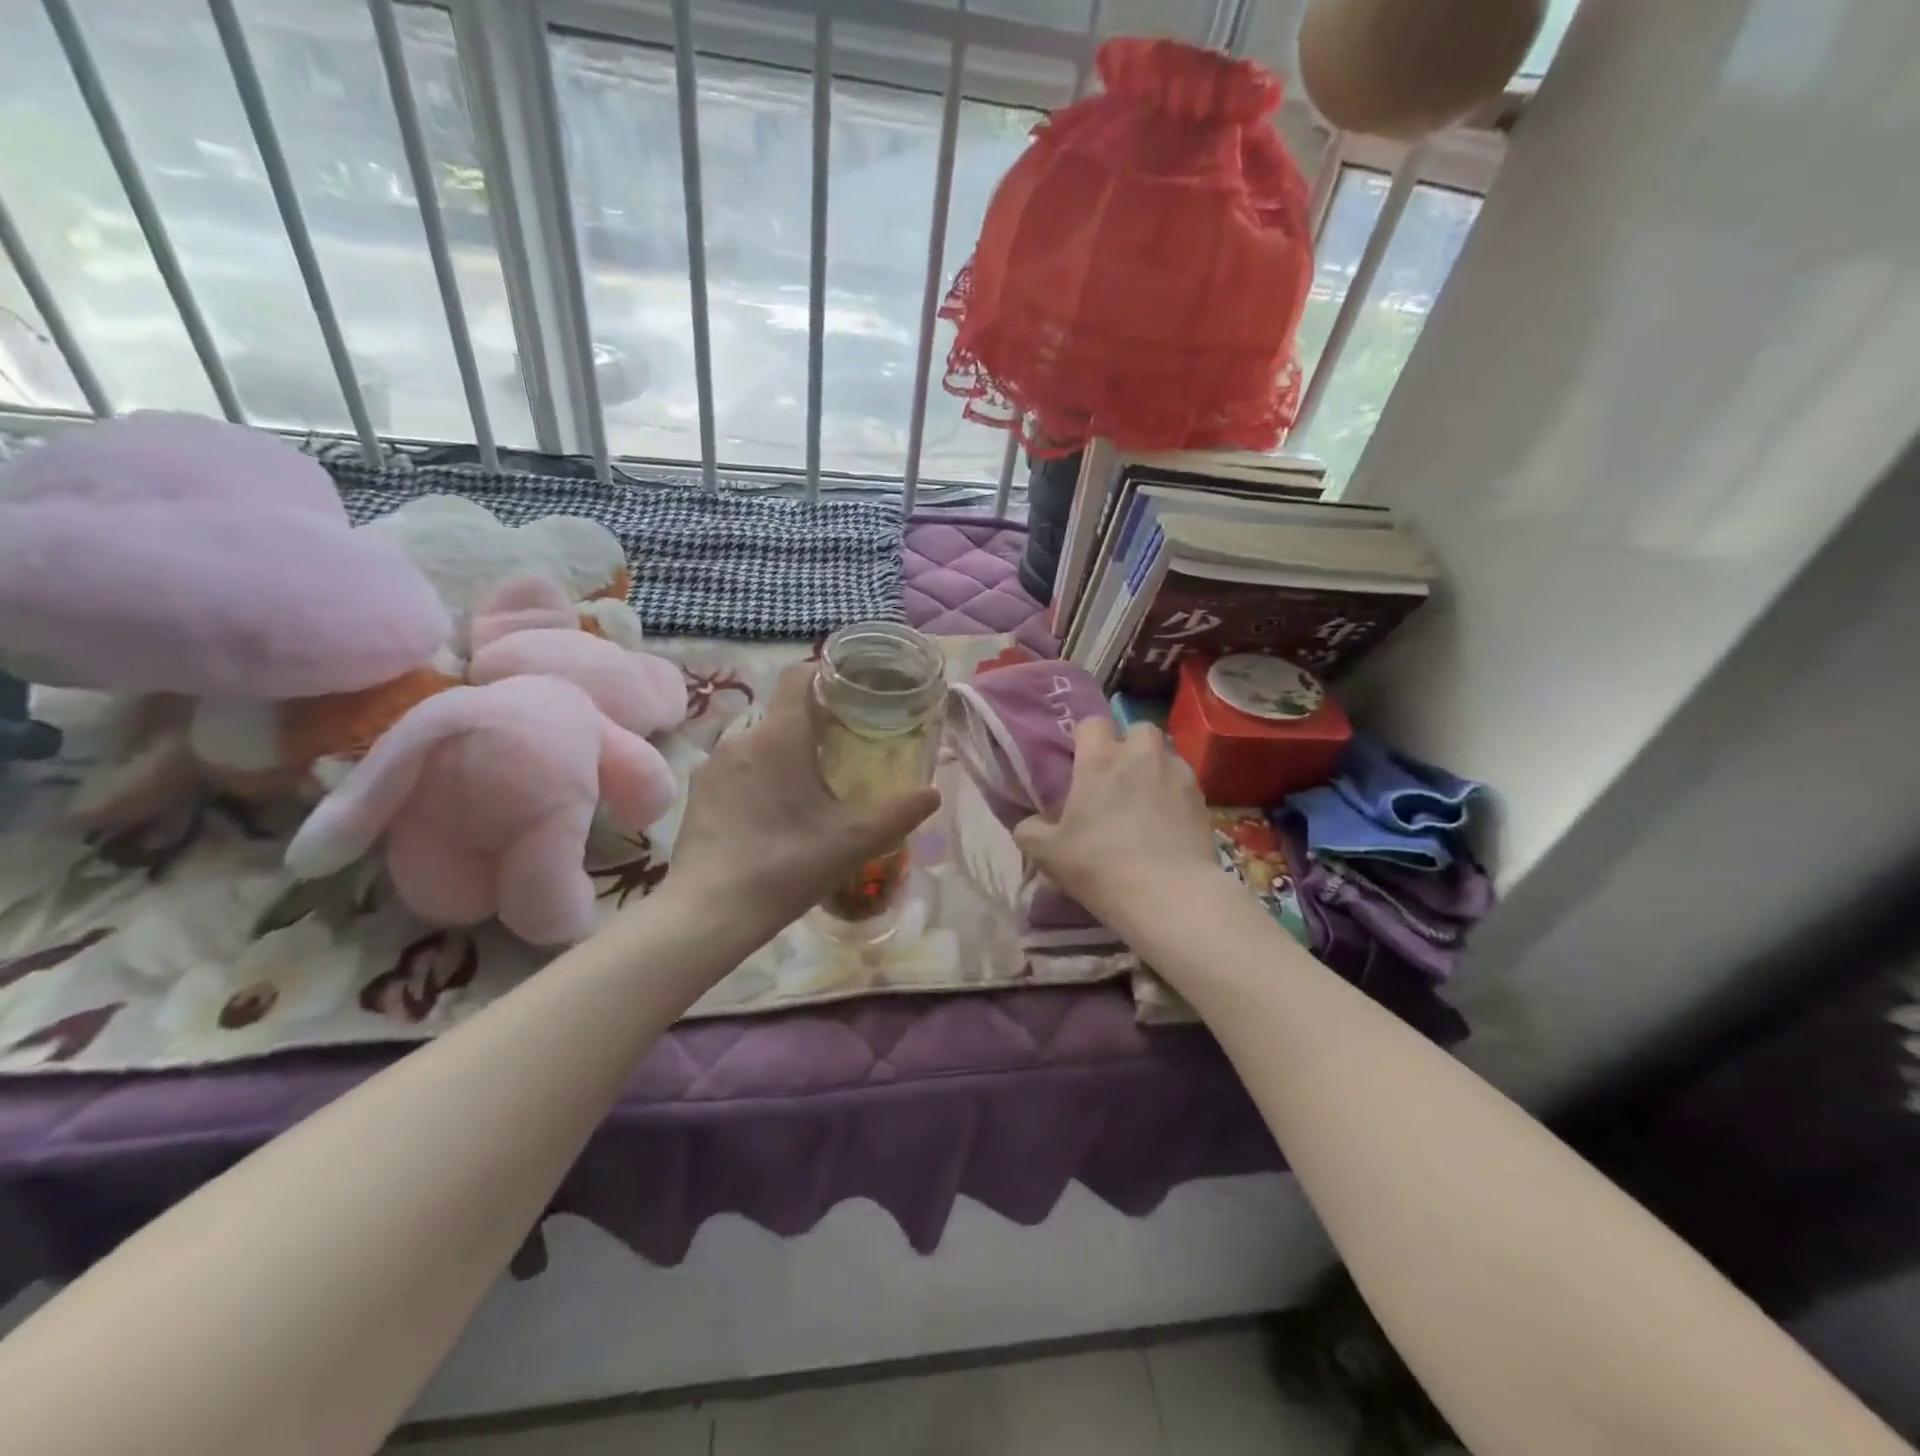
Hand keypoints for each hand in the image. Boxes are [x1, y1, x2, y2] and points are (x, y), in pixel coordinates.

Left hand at [661, 663, 940, 936]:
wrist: (708, 912)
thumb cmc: (786, 865)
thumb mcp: (854, 841)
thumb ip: (899, 813)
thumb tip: (934, 793)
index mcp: (780, 736)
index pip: (799, 676)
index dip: (826, 675)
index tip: (852, 694)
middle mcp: (742, 738)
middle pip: (783, 714)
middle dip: (813, 726)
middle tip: (844, 753)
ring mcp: (713, 765)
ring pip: (759, 744)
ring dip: (785, 755)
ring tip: (809, 789)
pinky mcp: (698, 793)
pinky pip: (737, 769)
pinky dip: (759, 778)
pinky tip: (771, 815)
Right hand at [1014, 717, 1216, 923]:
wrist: (1169, 895)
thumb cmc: (1100, 865)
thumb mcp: (1048, 854)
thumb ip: (1030, 830)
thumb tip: (1030, 823)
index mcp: (1100, 759)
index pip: (1092, 722)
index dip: (1085, 737)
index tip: (1080, 760)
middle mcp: (1141, 755)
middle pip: (1137, 729)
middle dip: (1128, 745)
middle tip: (1117, 776)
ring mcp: (1177, 773)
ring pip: (1165, 754)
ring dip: (1154, 767)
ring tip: (1146, 799)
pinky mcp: (1202, 798)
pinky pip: (1184, 783)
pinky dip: (1175, 794)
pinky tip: (1168, 821)